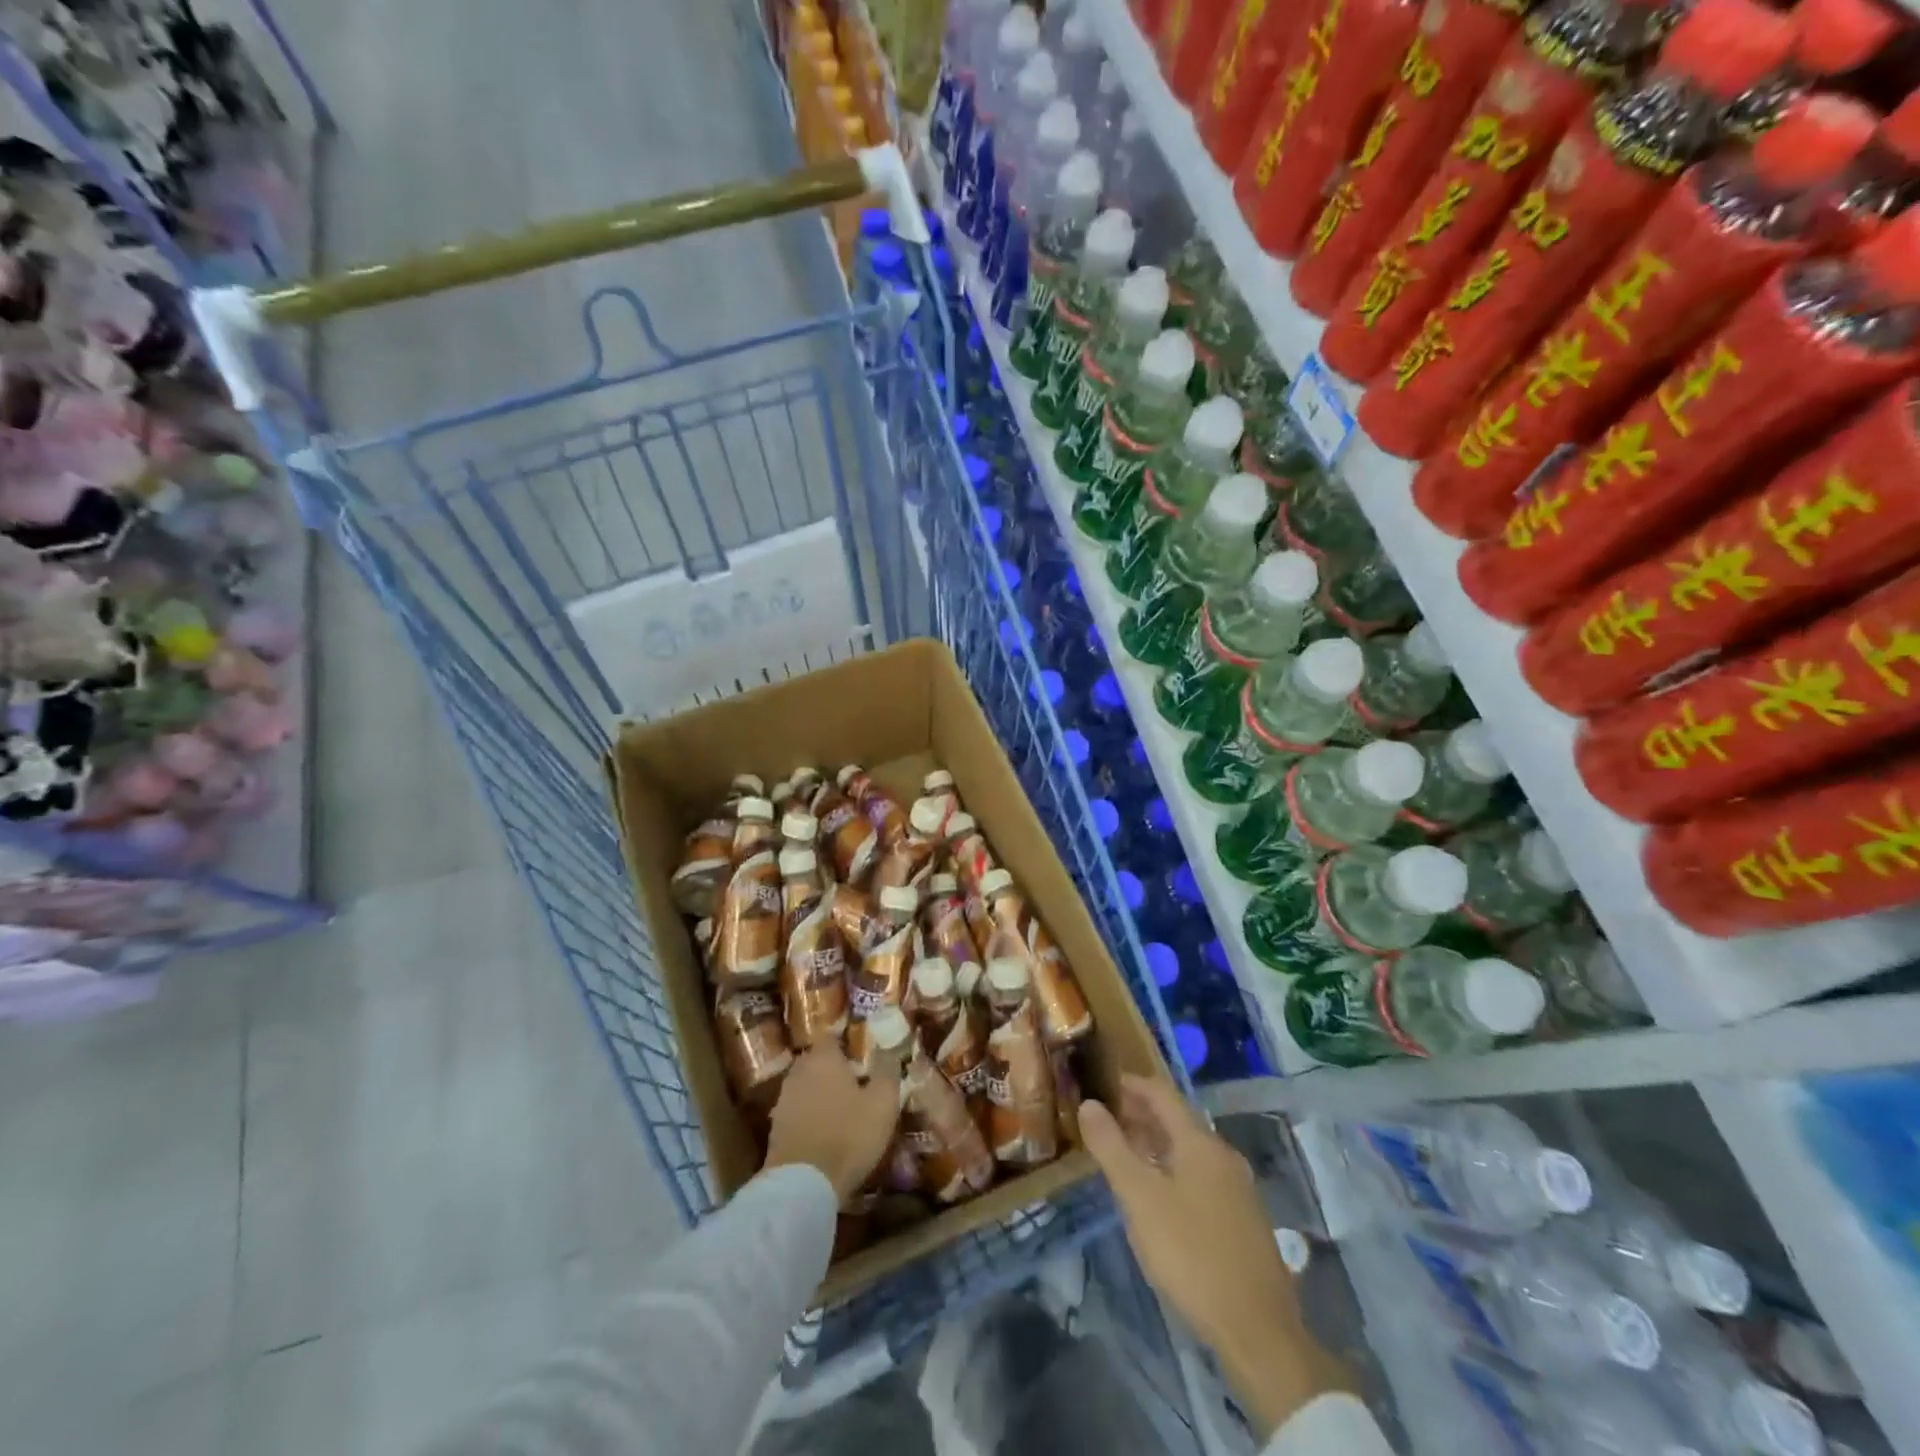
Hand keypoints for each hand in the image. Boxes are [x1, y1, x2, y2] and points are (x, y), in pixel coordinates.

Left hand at [764, 1043, 900, 1202]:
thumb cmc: (848, 1134)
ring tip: (842, 1109)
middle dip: (833, 1069)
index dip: (846, 1044)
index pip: (831, 1037)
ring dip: (820, 1093)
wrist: (803, 1185)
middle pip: (816, 1061)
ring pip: (806, 1087)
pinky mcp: (775, 1129)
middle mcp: (799, 1072)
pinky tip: (825, 1131)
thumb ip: (887, 1071)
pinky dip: (810, 1116)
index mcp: (823, 1058)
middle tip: (855, 1082)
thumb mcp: (882, 1103)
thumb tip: (889, 1051)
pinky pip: (798, 1112)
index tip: (861, 1055)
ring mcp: (783, 1100)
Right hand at [1082, 1075, 1345, 1437]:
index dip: (1129, 1084)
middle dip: (1138, 1115)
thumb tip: (1089, 1104)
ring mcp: (1237, 1188)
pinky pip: (1200, 1176)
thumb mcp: (1140, 1199)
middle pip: (1176, 1120)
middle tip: (1102, 1121)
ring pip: (1188, 1150)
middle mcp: (1223, 1155)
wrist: (1258, 1331)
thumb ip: (1112, 1148)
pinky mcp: (1243, 1219)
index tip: (1099, 1084)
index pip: (1160, 1092)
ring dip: (1154, 1144)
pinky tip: (1155, 1195)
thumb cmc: (1191, 1255)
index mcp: (1200, 1142)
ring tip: (1121, 1155)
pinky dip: (1172, 1169)